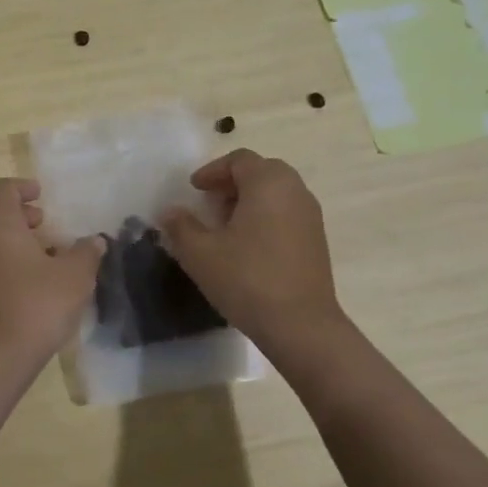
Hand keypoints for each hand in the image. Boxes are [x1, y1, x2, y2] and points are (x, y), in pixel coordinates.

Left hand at [0, 179, 103, 381]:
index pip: (4, 188)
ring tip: (38, 253)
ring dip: (3, 235)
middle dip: (8, 209)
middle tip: (37, 222)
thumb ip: (86, 253)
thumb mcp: (74, 276)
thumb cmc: (36, 303)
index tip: (41, 195)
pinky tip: (24, 278)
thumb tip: (95, 240)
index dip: (23, 188)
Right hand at [158, 149, 347, 349]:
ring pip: (276, 193)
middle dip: (232, 183)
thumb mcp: (200, 253)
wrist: (301, 326)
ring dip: (249, 200)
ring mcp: (311, 216)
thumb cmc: (247, 279)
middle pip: (261, 172)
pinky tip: (248, 247)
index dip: (212, 171)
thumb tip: (170, 212)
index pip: (239, 160)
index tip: (194, 190)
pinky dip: (266, 217)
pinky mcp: (317, 241)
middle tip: (210, 203)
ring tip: (225, 226)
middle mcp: (295, 191)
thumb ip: (180, 226)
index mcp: (268, 183)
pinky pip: (287, 214)